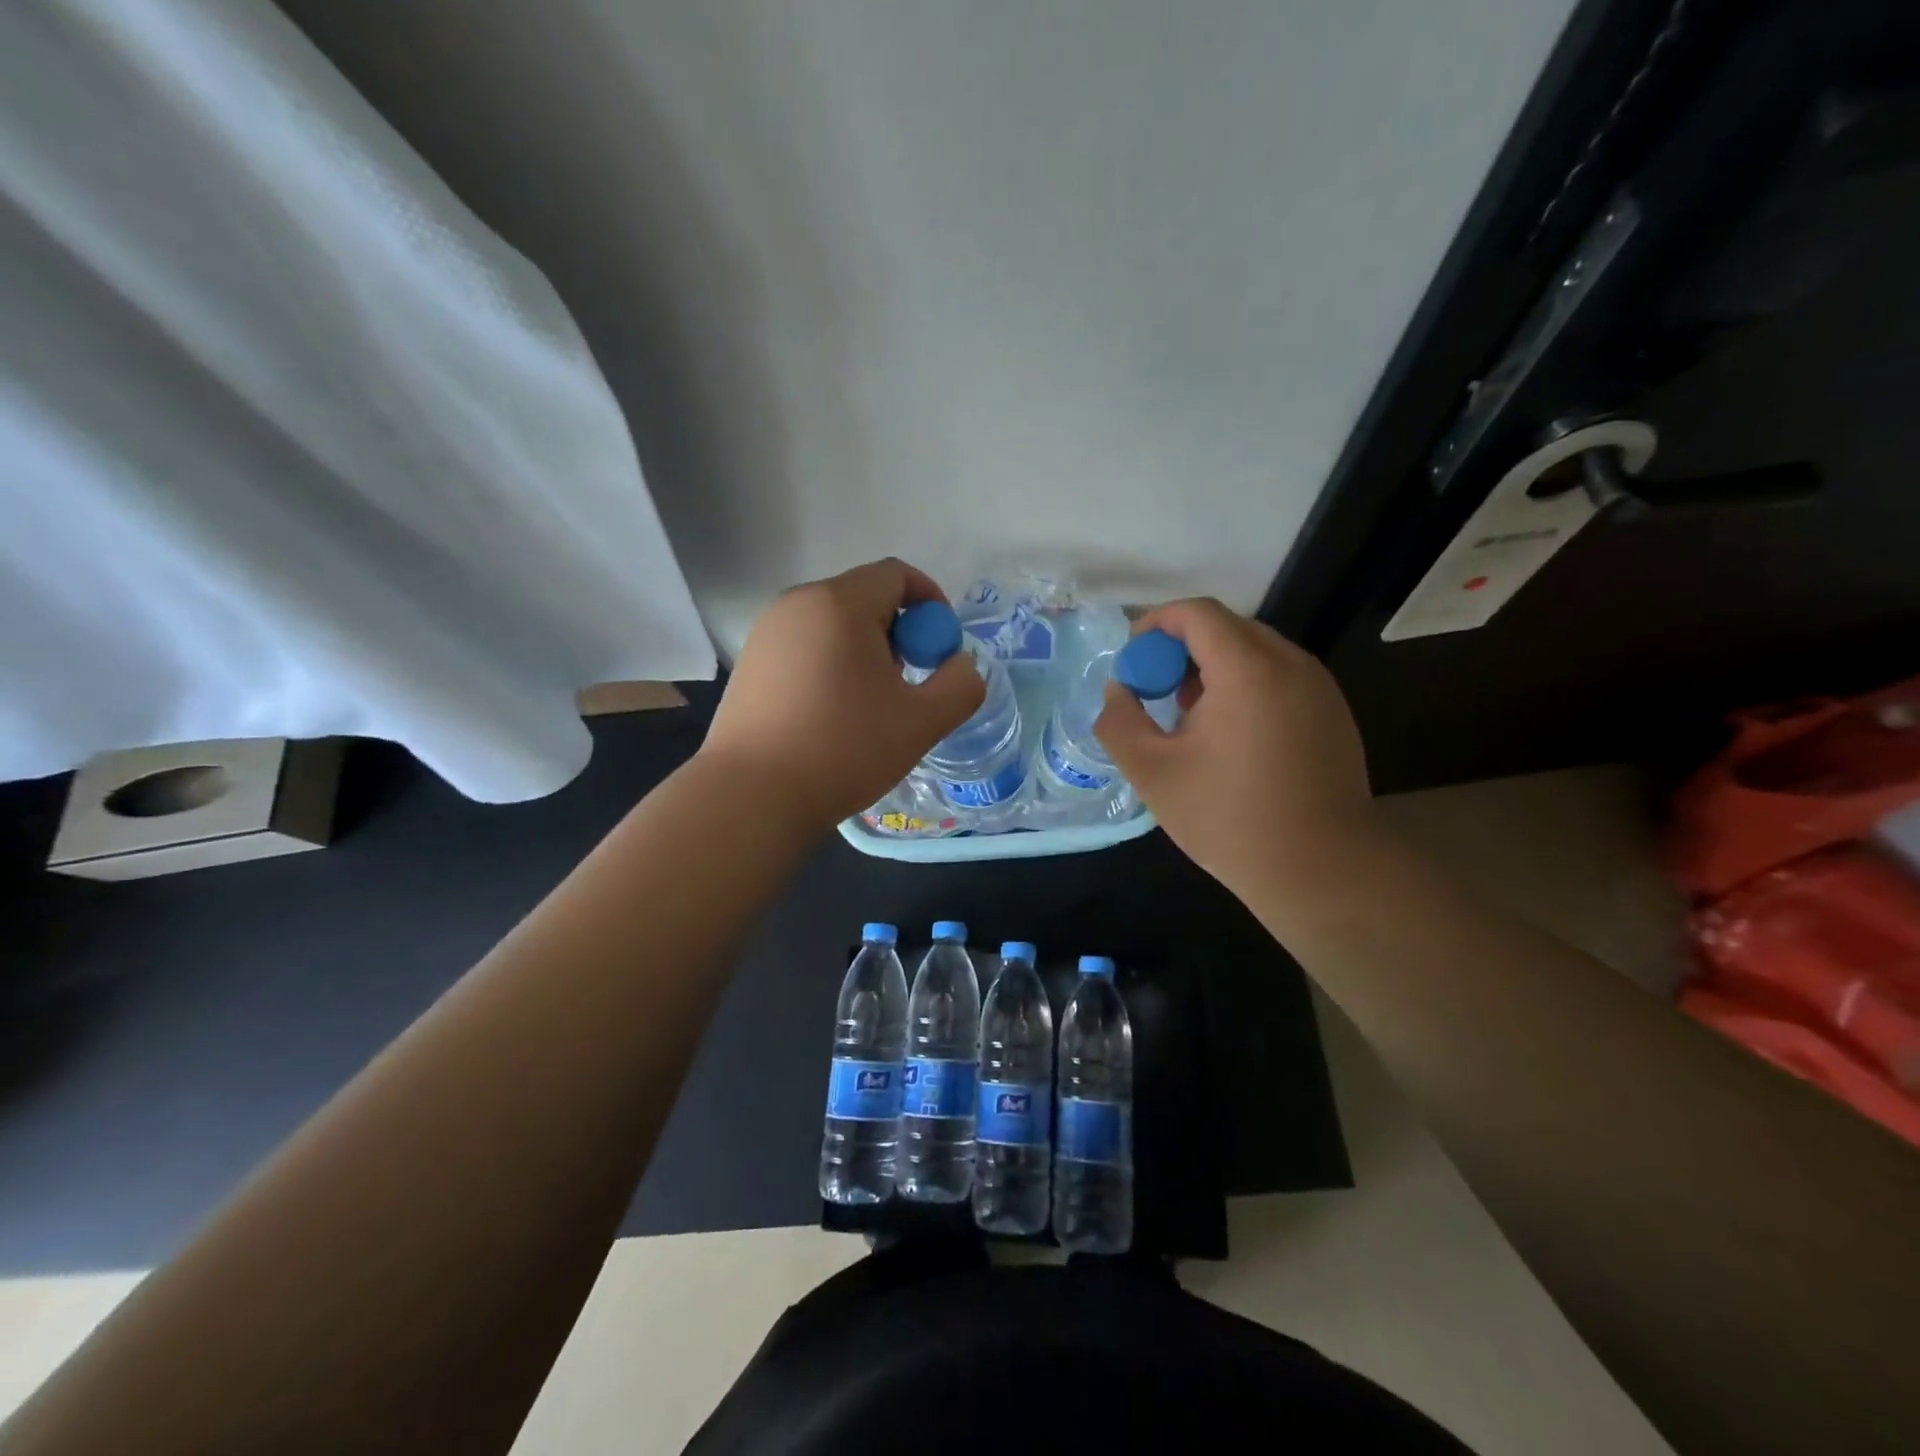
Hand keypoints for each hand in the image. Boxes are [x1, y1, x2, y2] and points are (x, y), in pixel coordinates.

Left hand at [700, 558, 985, 831]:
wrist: (753, 796)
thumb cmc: (843, 750)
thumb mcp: (922, 722)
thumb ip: (960, 685)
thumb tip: (959, 664)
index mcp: (839, 603)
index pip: (896, 575)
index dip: (931, 603)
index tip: (940, 649)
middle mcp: (797, 604)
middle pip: (864, 597)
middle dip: (899, 631)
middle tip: (908, 682)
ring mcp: (766, 632)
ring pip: (833, 624)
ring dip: (865, 650)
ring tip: (870, 704)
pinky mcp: (750, 662)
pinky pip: (805, 646)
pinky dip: (831, 664)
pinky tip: (831, 714)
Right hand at [1093, 598, 1376, 908]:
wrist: (1322, 870)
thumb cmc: (1229, 819)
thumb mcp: (1152, 773)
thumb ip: (1120, 721)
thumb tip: (1118, 690)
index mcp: (1247, 669)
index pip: (1196, 613)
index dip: (1155, 624)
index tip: (1133, 660)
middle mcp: (1290, 663)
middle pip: (1227, 627)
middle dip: (1181, 648)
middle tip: (1156, 692)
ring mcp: (1319, 687)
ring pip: (1255, 651)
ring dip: (1214, 668)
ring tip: (1191, 718)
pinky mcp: (1333, 712)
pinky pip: (1279, 676)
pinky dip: (1245, 686)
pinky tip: (1232, 737)